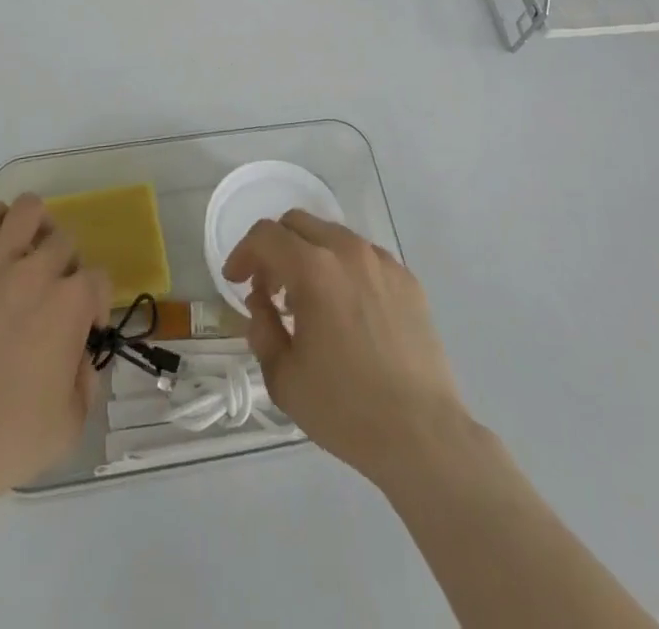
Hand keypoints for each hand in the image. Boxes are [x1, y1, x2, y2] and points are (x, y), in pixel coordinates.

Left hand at [0, 195, 108, 505]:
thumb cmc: (8, 442)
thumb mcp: (71, 423)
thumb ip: (86, 379)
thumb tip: (80, 354)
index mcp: (71, 305)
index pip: (99, 278)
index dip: (96, 302)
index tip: (85, 328)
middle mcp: (36, 273)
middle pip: (64, 243)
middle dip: (66, 267)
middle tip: (51, 297)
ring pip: (27, 211)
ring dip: (37, 225)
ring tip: (29, 249)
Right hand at [223, 210, 468, 486]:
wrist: (423, 434)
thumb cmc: (345, 408)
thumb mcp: (283, 377)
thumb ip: (262, 328)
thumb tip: (261, 303)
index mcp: (314, 269)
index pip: (266, 235)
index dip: (243, 253)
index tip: (235, 281)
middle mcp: (348, 251)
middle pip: (298, 223)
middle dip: (274, 248)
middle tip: (269, 288)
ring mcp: (382, 262)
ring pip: (333, 236)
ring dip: (309, 256)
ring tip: (307, 301)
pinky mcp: (407, 279)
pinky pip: (364, 257)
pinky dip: (343, 269)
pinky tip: (346, 311)